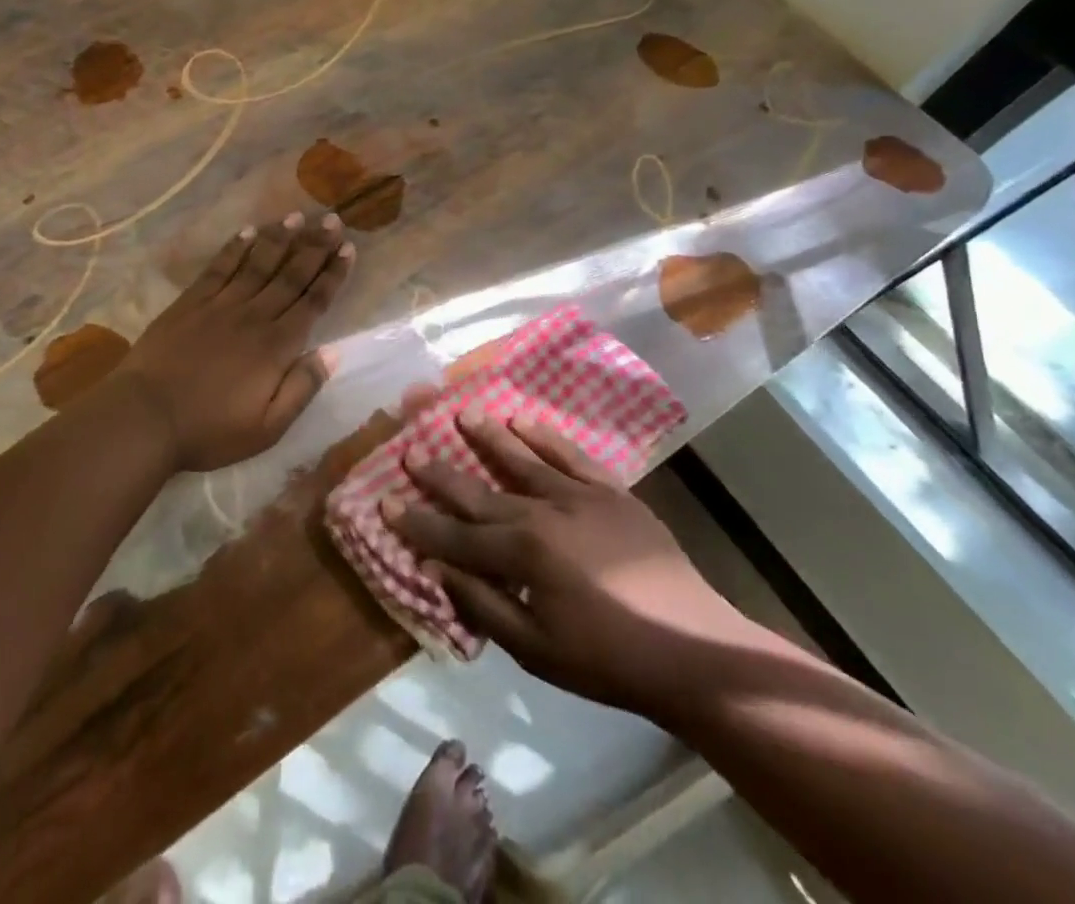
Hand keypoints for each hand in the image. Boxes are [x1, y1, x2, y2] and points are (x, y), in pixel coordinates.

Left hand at [113, 212, 353, 471]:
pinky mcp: (191, 302)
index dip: (333, 274)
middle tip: (333, 220)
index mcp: (276, 346)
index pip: (313, 302)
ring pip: (258, 263)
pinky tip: (248, 231)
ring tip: (298, 215)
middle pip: (291, 275)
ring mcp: (220, 305)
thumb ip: (302, 388)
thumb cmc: (210, 430)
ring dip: (280, 238)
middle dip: (315, 247)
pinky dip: (235, 248)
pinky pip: (219, 267)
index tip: (348, 249)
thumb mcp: (267, 428)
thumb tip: (333, 352)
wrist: (145, 418)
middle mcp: (254, 316)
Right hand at [387, 410, 750, 716]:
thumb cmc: (606, 660)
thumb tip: (438, 569)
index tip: (385, 501)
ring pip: (522, 459)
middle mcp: (543, 512)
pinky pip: (570, 454)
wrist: (689, 647)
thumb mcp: (535, 650)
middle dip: (441, 474)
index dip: (418, 522)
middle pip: (480, 491)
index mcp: (522, 554)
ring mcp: (578, 495)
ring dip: (488, 437)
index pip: (456, 536)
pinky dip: (545, 436)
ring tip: (461, 413)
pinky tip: (523, 420)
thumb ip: (483, 605)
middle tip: (410, 450)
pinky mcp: (610, 491)